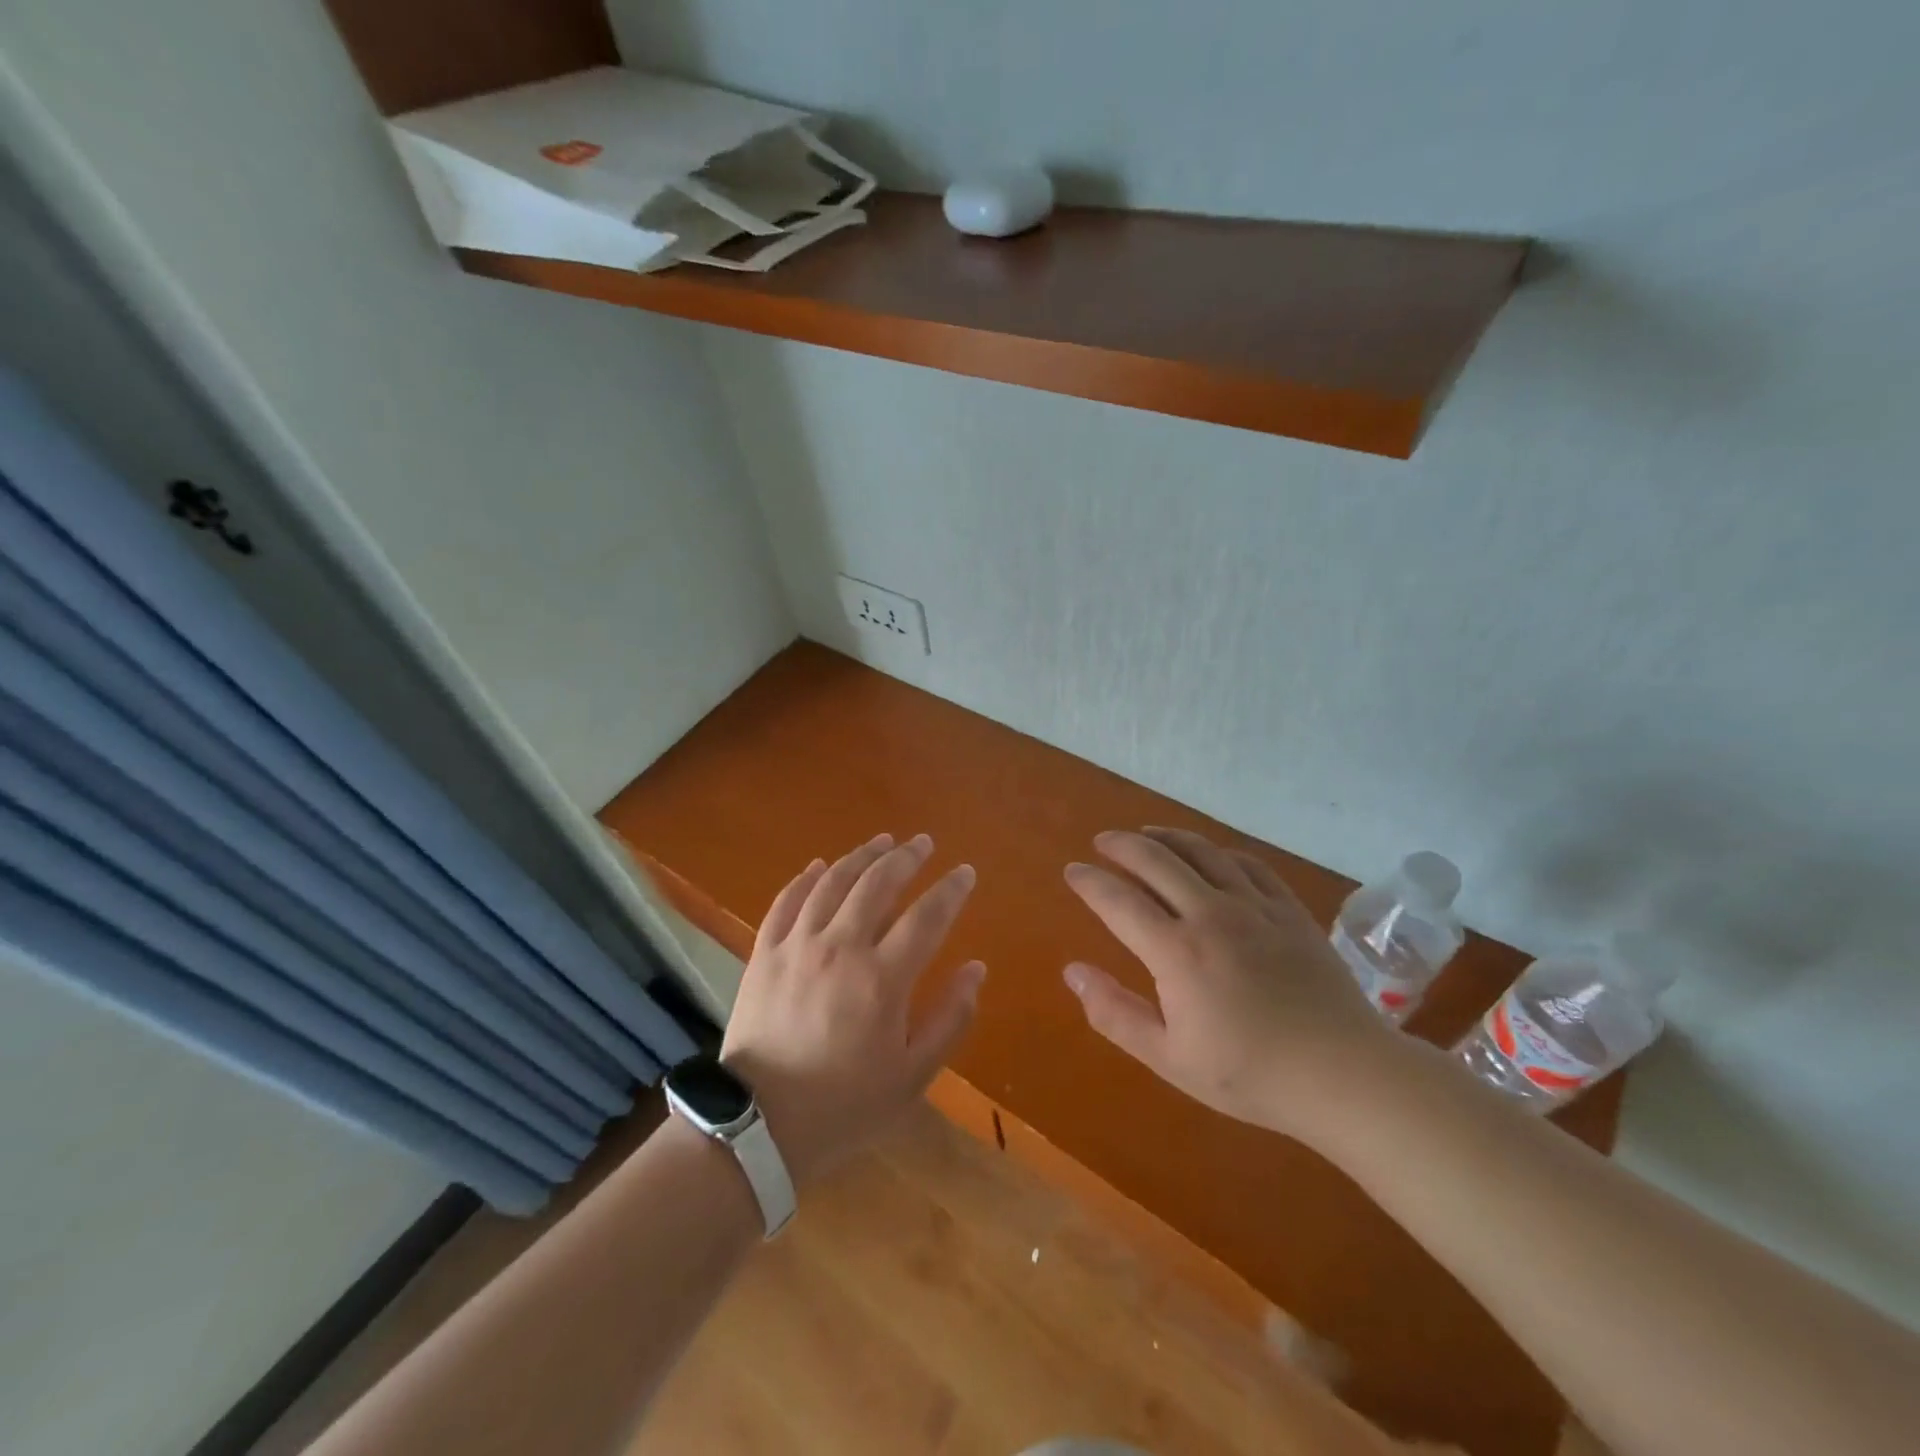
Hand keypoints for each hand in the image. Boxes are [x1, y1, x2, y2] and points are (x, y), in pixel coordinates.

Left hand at [721, 832, 983, 1186]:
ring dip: (861, 856)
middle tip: (923, 842)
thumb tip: (976, 969)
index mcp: (882, 979)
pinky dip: (806, 878)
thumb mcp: (912, 1076)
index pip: (927, 916)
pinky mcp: (765, 953)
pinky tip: (820, 865)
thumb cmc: (844, 1105)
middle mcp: (840, 948)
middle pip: (878, 884)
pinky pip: (786, 901)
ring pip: (833, 882)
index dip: (951, 890)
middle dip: (906, 857)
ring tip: (881, 841)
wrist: (759, 1126)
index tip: (965, 872)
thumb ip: (950, 1019)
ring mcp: (797, 946)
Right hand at [1061, 827, 1401, 1141]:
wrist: (1345, 1075)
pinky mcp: (1290, 909)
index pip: (1118, 900)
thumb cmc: (1250, 1075)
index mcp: (1177, 951)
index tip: (1073, 871)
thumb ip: (1115, 1013)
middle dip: (1122, 845)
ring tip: (1148, 834)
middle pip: (1156, 860)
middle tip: (1103, 841)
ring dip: (1167, 837)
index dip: (1090, 882)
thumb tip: (1073, 970)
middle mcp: (1211, 914)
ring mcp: (1255, 906)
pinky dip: (1220, 852)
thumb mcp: (1169, 1058)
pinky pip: (1248, 864)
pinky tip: (1212, 855)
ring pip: (1202, 852)